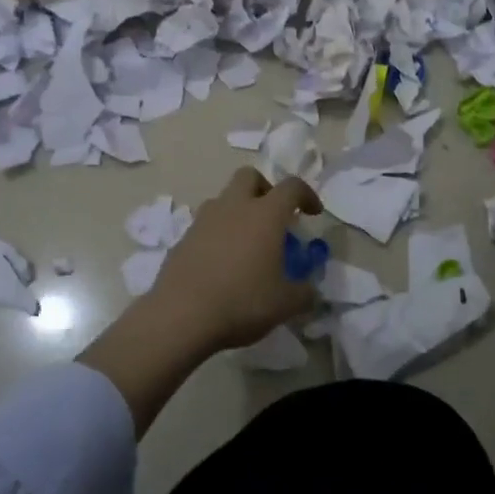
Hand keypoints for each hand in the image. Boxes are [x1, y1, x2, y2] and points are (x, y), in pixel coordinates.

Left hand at [147, 168, 324, 350]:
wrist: (181, 317)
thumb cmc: (242, 302)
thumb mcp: (285, 304)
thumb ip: (304, 293)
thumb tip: (310, 291)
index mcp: (265, 214)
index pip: (291, 187)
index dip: (307, 195)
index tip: (313, 213)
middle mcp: (233, 207)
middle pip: (249, 176)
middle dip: (265, 188)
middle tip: (274, 216)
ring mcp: (203, 221)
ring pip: (223, 199)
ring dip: (238, 211)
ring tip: (246, 243)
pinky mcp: (183, 239)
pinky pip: (205, 226)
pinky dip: (218, 235)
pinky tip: (221, 264)